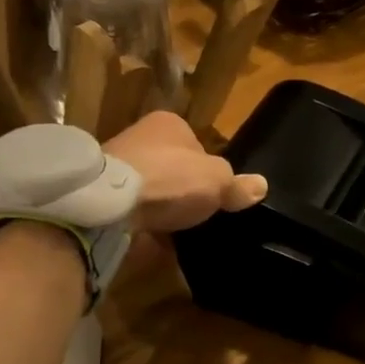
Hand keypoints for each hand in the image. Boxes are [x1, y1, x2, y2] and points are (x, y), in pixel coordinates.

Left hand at [104, 111, 265, 232]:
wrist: (110, 206)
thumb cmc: (171, 179)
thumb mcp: (218, 181)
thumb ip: (238, 185)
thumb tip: (261, 186)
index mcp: (168, 123)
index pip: (197, 144)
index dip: (209, 169)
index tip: (216, 193)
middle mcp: (139, 137)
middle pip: (173, 167)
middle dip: (184, 189)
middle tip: (200, 214)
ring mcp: (118, 167)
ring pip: (152, 189)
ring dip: (164, 208)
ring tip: (180, 231)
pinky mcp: (103, 196)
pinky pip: (134, 211)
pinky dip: (145, 224)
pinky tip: (158, 240)